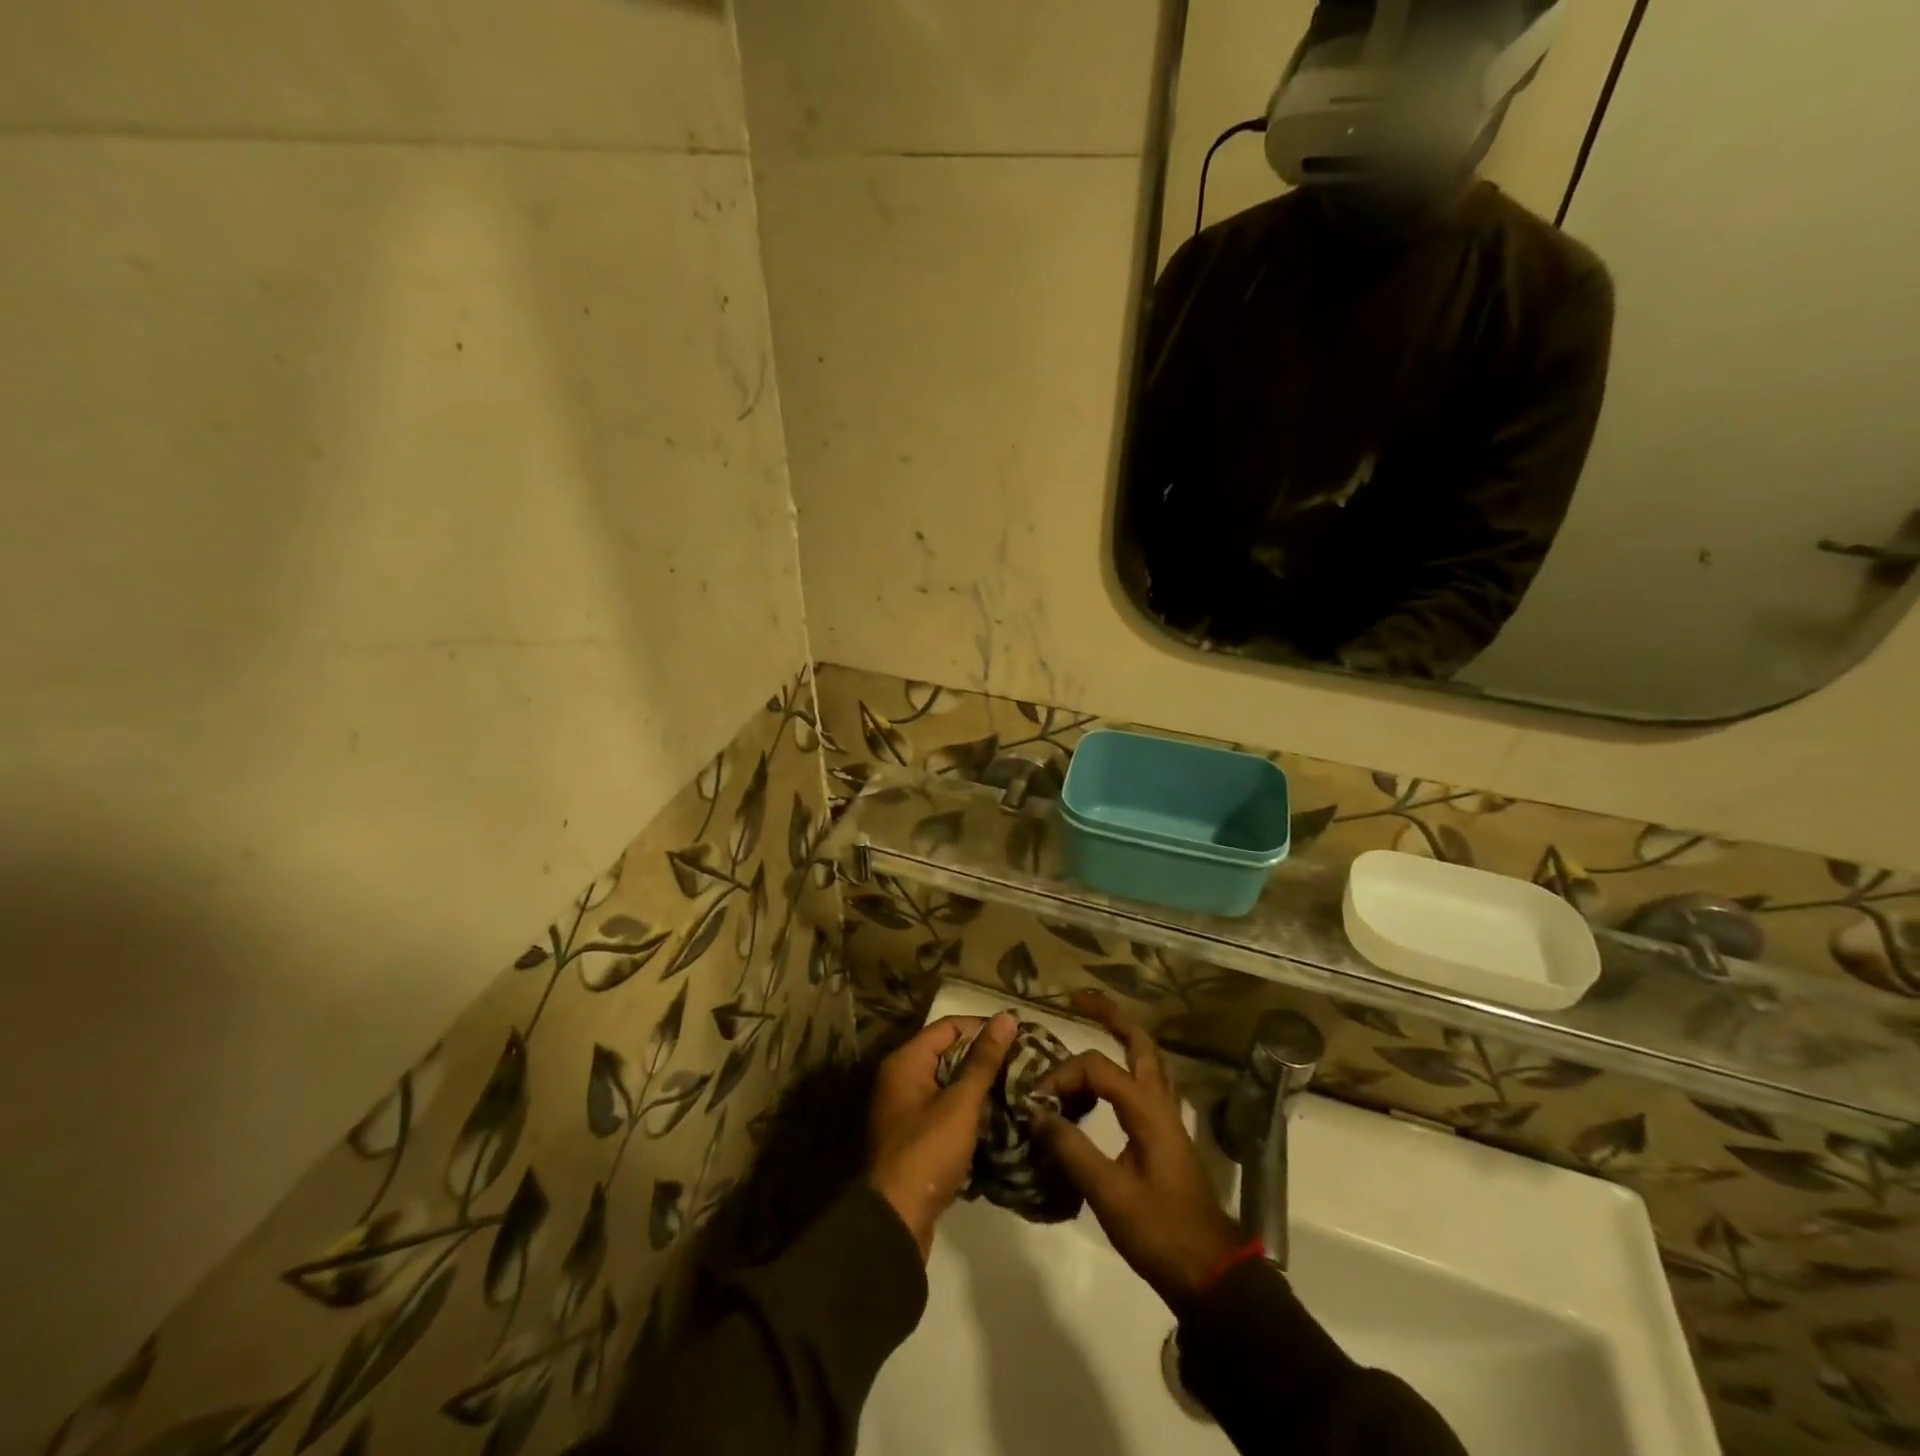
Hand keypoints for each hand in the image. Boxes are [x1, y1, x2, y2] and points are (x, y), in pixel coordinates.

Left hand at [867, 1011, 1016, 1258]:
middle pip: (947, 1053)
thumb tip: (1006, 1017)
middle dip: (983, 1058)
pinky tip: (995, 1119)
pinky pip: (943, 1110)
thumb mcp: (961, 1103)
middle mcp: (900, 1078)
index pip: (949, 1026)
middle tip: (1021, 1064)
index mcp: (905, 1062)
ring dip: (977, 1086)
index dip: (982, 1028)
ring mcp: (904, 1110)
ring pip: (947, 1084)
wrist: (895, 1221)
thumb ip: (983, 1061)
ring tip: (1014, 1089)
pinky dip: (966, 1110)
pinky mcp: (912, 1137)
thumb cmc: (927, 1152)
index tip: (1017, 1037)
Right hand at [1033, 994, 1241, 1314]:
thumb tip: (1037, 1112)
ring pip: (1147, 1060)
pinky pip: (1145, 1083)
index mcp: (1147, 1110)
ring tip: (1093, 1025)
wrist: (1210, 1274)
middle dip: (1110, 1016)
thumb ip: (1071, 1150)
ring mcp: (1167, 1118)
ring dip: (1122, 1036)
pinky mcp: (1165, 1136)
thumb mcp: (1110, 1195)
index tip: (1036, 1101)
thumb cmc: (1161, 1233)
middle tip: (1078, 1001)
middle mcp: (1159, 1103)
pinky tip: (1108, 1080)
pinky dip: (1127, 1066)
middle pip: (1138, 1042)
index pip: (1097, 1068)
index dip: (1062, 1075)